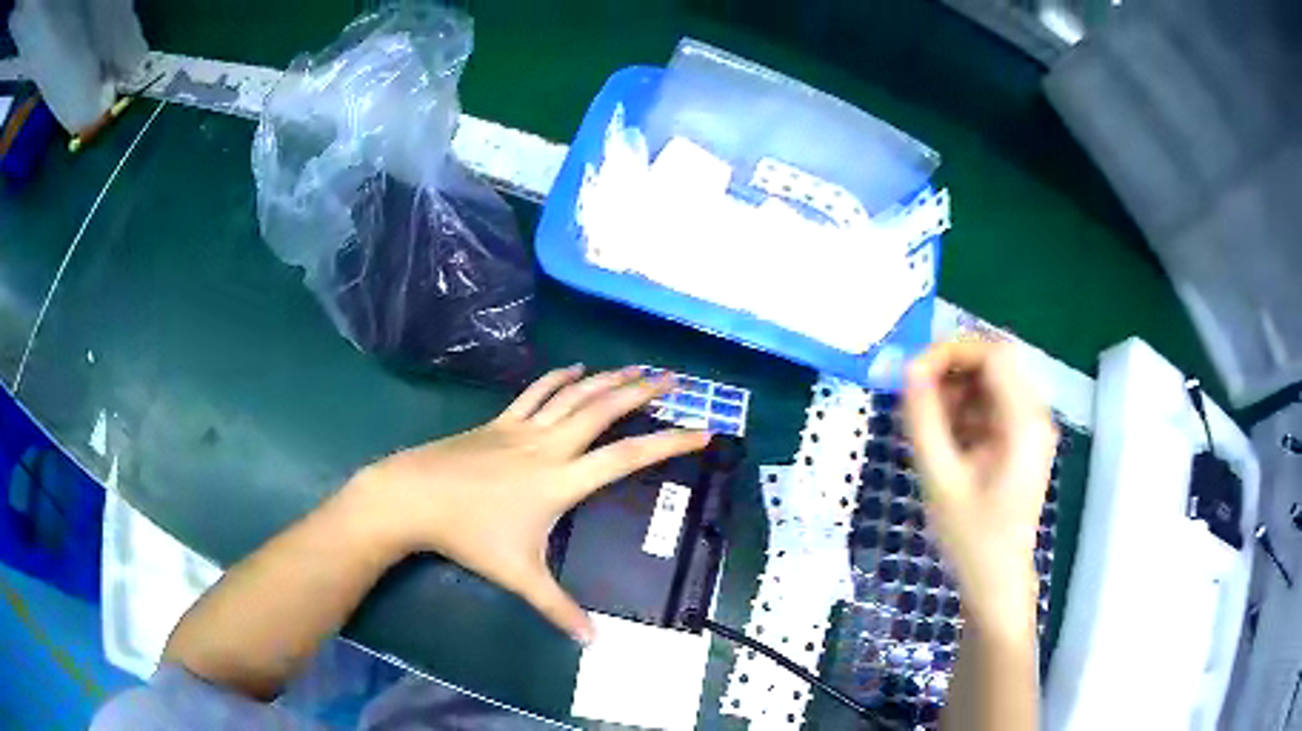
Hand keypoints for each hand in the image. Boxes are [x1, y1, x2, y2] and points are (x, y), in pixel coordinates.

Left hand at [346, 365, 709, 644]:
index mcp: (562, 481)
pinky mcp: (499, 422)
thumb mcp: (519, 575)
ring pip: (573, 395)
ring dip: (607, 378)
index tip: (702, 431)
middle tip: (672, 377)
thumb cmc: (470, 535)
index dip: (668, 443)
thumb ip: (558, 607)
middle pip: (603, 411)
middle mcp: (550, 446)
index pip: (626, 458)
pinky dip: (559, 377)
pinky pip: (535, 392)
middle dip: (641, 391)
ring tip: (635, 367)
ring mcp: (522, 429)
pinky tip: (575, 368)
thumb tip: (593, 642)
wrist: (416, 496)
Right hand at [902, 340, 1055, 635]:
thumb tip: (908, 369)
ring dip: (954, 392)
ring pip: (990, 382)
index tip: (913, 373)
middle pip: (993, 363)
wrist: (995, 580)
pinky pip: (990, 405)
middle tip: (914, 398)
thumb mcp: (940, 478)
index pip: (993, 354)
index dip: (951, 351)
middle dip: (950, 372)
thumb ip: (923, 420)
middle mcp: (1034, 415)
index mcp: (1024, 422)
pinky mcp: (1020, 439)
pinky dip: (963, 411)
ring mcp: (1030, 427)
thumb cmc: (970, 537)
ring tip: (925, 425)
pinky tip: (943, 440)